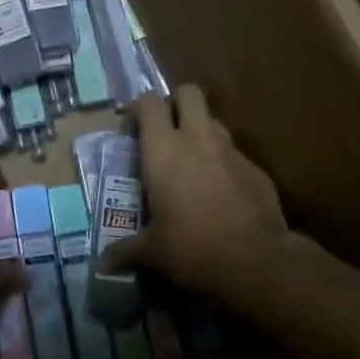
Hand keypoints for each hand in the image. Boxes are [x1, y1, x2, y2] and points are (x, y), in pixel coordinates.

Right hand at [97, 86, 292, 298]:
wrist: (257, 262)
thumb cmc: (191, 248)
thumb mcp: (153, 252)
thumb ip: (126, 250)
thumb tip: (102, 264)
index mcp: (164, 150)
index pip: (149, 103)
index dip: (138, 106)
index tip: (131, 124)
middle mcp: (198, 140)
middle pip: (189, 94)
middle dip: (176, 102)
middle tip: (165, 128)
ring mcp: (231, 152)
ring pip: (214, 122)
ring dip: (200, 131)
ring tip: (191, 160)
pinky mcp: (257, 171)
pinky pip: (235, 155)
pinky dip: (224, 164)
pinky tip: (220, 192)